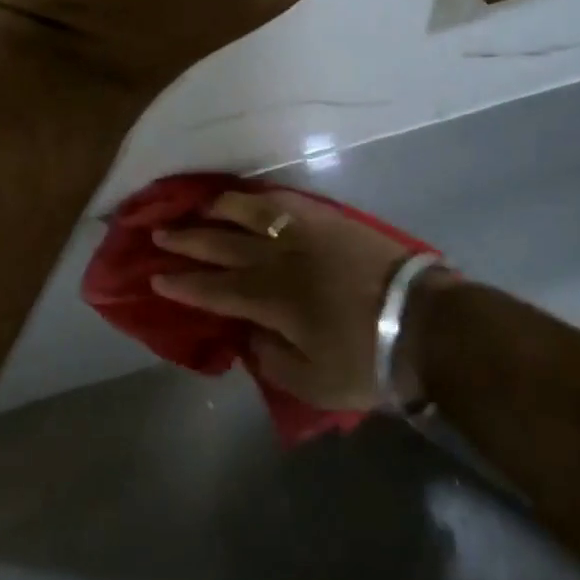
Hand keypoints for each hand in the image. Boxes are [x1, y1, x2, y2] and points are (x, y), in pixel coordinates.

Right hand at [150, 189, 441, 412]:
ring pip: (251, 212)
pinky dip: (260, 197)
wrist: (422, 319)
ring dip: (219, 209)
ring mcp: (304, 232)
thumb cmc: (367, 358)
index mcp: (272, 299)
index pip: (216, 288)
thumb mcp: (314, 382)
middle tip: (159, 234)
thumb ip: (272, 358)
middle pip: (224, 244)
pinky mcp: (328, 218)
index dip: (184, 284)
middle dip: (188, 241)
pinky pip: (284, 200)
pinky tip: (250, 197)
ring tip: (198, 207)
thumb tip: (248, 334)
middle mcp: (280, 258)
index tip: (156, 277)